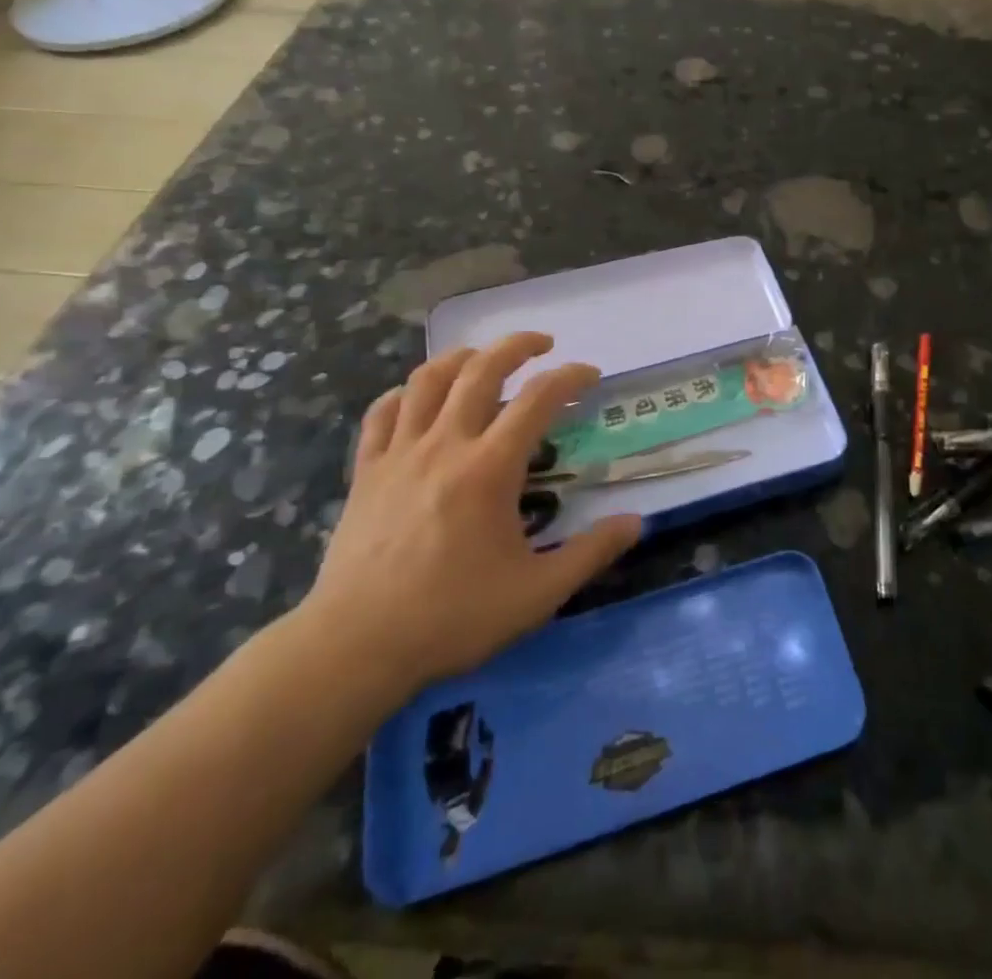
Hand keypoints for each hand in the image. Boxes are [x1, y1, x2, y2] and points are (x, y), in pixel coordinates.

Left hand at [299, 333, 641, 703]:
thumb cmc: (452, 618)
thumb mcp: (537, 594)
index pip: (539, 399)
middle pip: (481, 369)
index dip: (570, 377)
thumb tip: (635, 523)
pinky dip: (404, 394)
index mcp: (490, 467)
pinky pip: (382, 413)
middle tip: (542, 344)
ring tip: (483, 357)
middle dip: (516, 346)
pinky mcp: (366, 471)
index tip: (590, 375)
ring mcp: (399, 454)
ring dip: (461, 358)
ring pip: (428, 380)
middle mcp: (445, 444)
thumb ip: (590, 553)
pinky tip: (417, 397)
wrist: (355, 647)